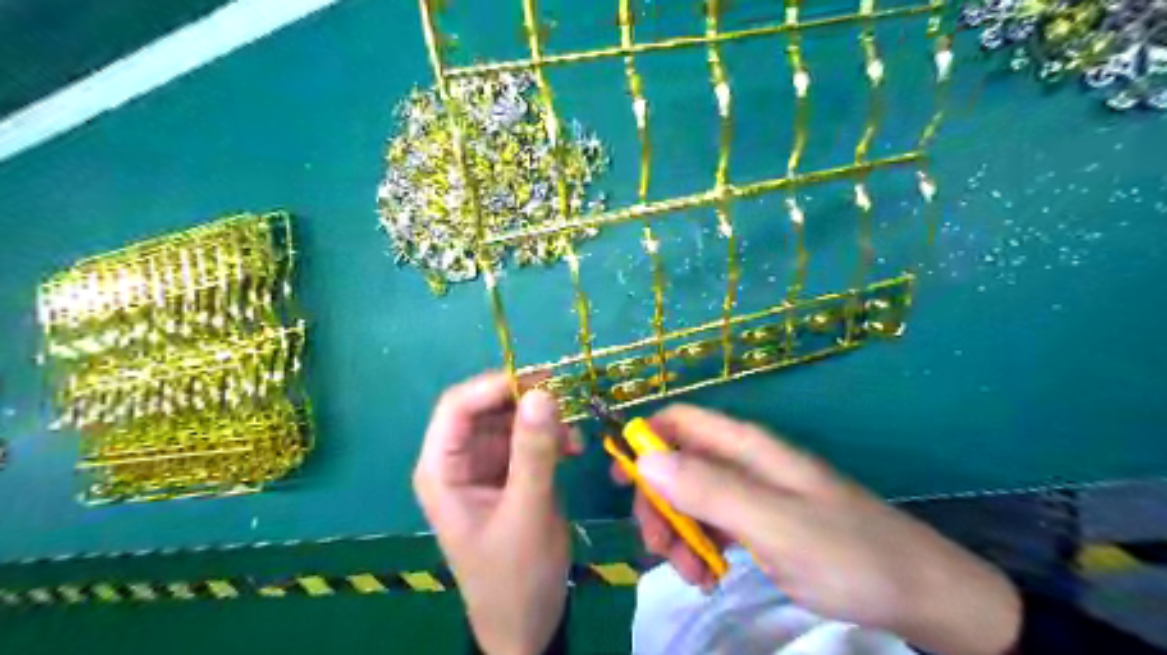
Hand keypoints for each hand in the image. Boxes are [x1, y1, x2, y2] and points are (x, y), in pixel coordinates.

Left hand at [416, 374, 578, 654]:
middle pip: (486, 408)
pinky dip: (551, 437)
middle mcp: (458, 460)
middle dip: (526, 403)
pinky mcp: (509, 473)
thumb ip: (534, 452)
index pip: (457, 407)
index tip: (542, 382)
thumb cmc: (516, 575)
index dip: (495, 386)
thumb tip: (542, 392)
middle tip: (567, 404)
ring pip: (511, 419)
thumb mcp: (527, 512)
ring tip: (574, 439)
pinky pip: (528, 438)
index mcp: (442, 470)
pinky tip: (573, 449)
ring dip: (543, 421)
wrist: (526, 622)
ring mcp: (485, 465)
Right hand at [614, 403, 1018, 654]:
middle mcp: (744, 462)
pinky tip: (708, 575)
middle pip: (678, 463)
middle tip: (658, 548)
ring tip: (692, 574)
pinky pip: (713, 524)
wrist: (918, 592)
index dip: (644, 439)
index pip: (680, 421)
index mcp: (746, 446)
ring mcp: (752, 492)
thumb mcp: (772, 522)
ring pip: (691, 497)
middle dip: (658, 501)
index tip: (619, 478)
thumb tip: (644, 458)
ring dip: (678, 532)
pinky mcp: (761, 521)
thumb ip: (708, 488)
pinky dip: (701, 547)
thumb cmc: (846, 550)